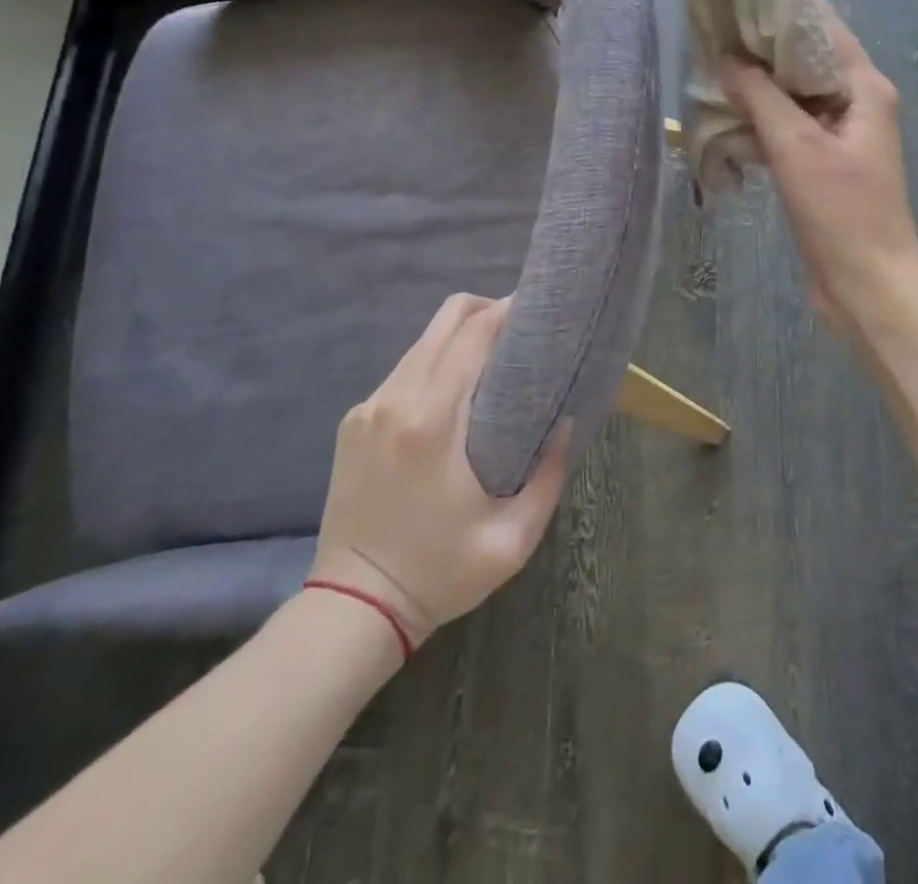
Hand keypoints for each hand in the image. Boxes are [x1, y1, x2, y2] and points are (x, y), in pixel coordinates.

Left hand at [308, 293, 569, 650]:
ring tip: (492, 359)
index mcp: (433, 422)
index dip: (507, 311)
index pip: (473, 335)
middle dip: (485, 311)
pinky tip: (453, 393)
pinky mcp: (354, 422)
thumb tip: (564, 422)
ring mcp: (369, 408)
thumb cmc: (440, 573)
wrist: (354, 607)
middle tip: (519, 330)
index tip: (538, 311)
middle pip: (444, 321)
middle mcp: (395, 400)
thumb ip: (549, 475)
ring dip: (459, 338)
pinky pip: (403, 371)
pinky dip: (435, 364)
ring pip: (422, 342)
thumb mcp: (513, 539)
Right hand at [722, 10, 917, 328]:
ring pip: (795, 96)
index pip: (822, 27)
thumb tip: (727, 58)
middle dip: (762, 47)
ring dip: (759, 86)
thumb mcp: (798, 148)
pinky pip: (791, 128)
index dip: (781, 8)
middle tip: (712, 30)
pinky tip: (727, 115)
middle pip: (806, 60)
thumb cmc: (842, 212)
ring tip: (711, 65)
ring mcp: (842, 135)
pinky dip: (763, 120)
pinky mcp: (825, 164)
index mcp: (865, 87)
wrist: (868, 285)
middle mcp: (857, 103)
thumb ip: (761, 97)